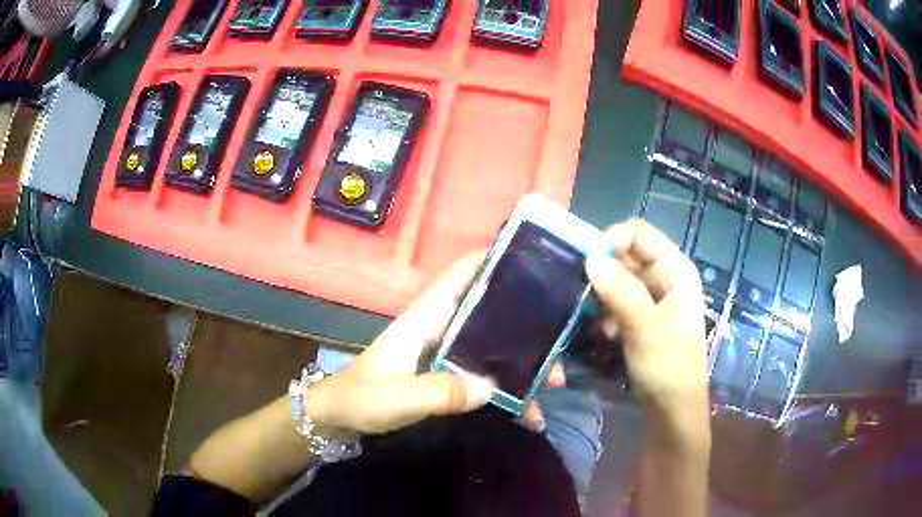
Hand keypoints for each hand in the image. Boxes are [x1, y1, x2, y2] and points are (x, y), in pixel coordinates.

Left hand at [306, 253, 563, 434]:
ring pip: (495, 348)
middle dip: (527, 327)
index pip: (459, 276)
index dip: (490, 260)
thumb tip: (490, 389)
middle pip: (490, 314)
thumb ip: (438, 392)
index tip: (532, 260)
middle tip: (559, 349)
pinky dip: (508, 392)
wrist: (341, 418)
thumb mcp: (396, 397)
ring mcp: (447, 354)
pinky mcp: (449, 377)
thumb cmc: (361, 398)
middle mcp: (441, 329)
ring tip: (553, 384)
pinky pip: (486, 378)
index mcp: (425, 319)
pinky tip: (529, 414)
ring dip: (525, 364)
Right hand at [585, 220, 707, 420]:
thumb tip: (591, 258)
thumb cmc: (668, 366)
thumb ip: (621, 291)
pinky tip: (605, 334)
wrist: (673, 409)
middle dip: (603, 273)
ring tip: (598, 322)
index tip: (587, 267)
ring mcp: (654, 298)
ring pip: (618, 280)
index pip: (638, 233)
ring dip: (603, 297)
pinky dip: (607, 313)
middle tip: (585, 298)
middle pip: (626, 256)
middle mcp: (665, 277)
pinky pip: (618, 302)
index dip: (611, 242)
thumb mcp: (645, 328)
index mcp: (675, 269)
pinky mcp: (643, 318)